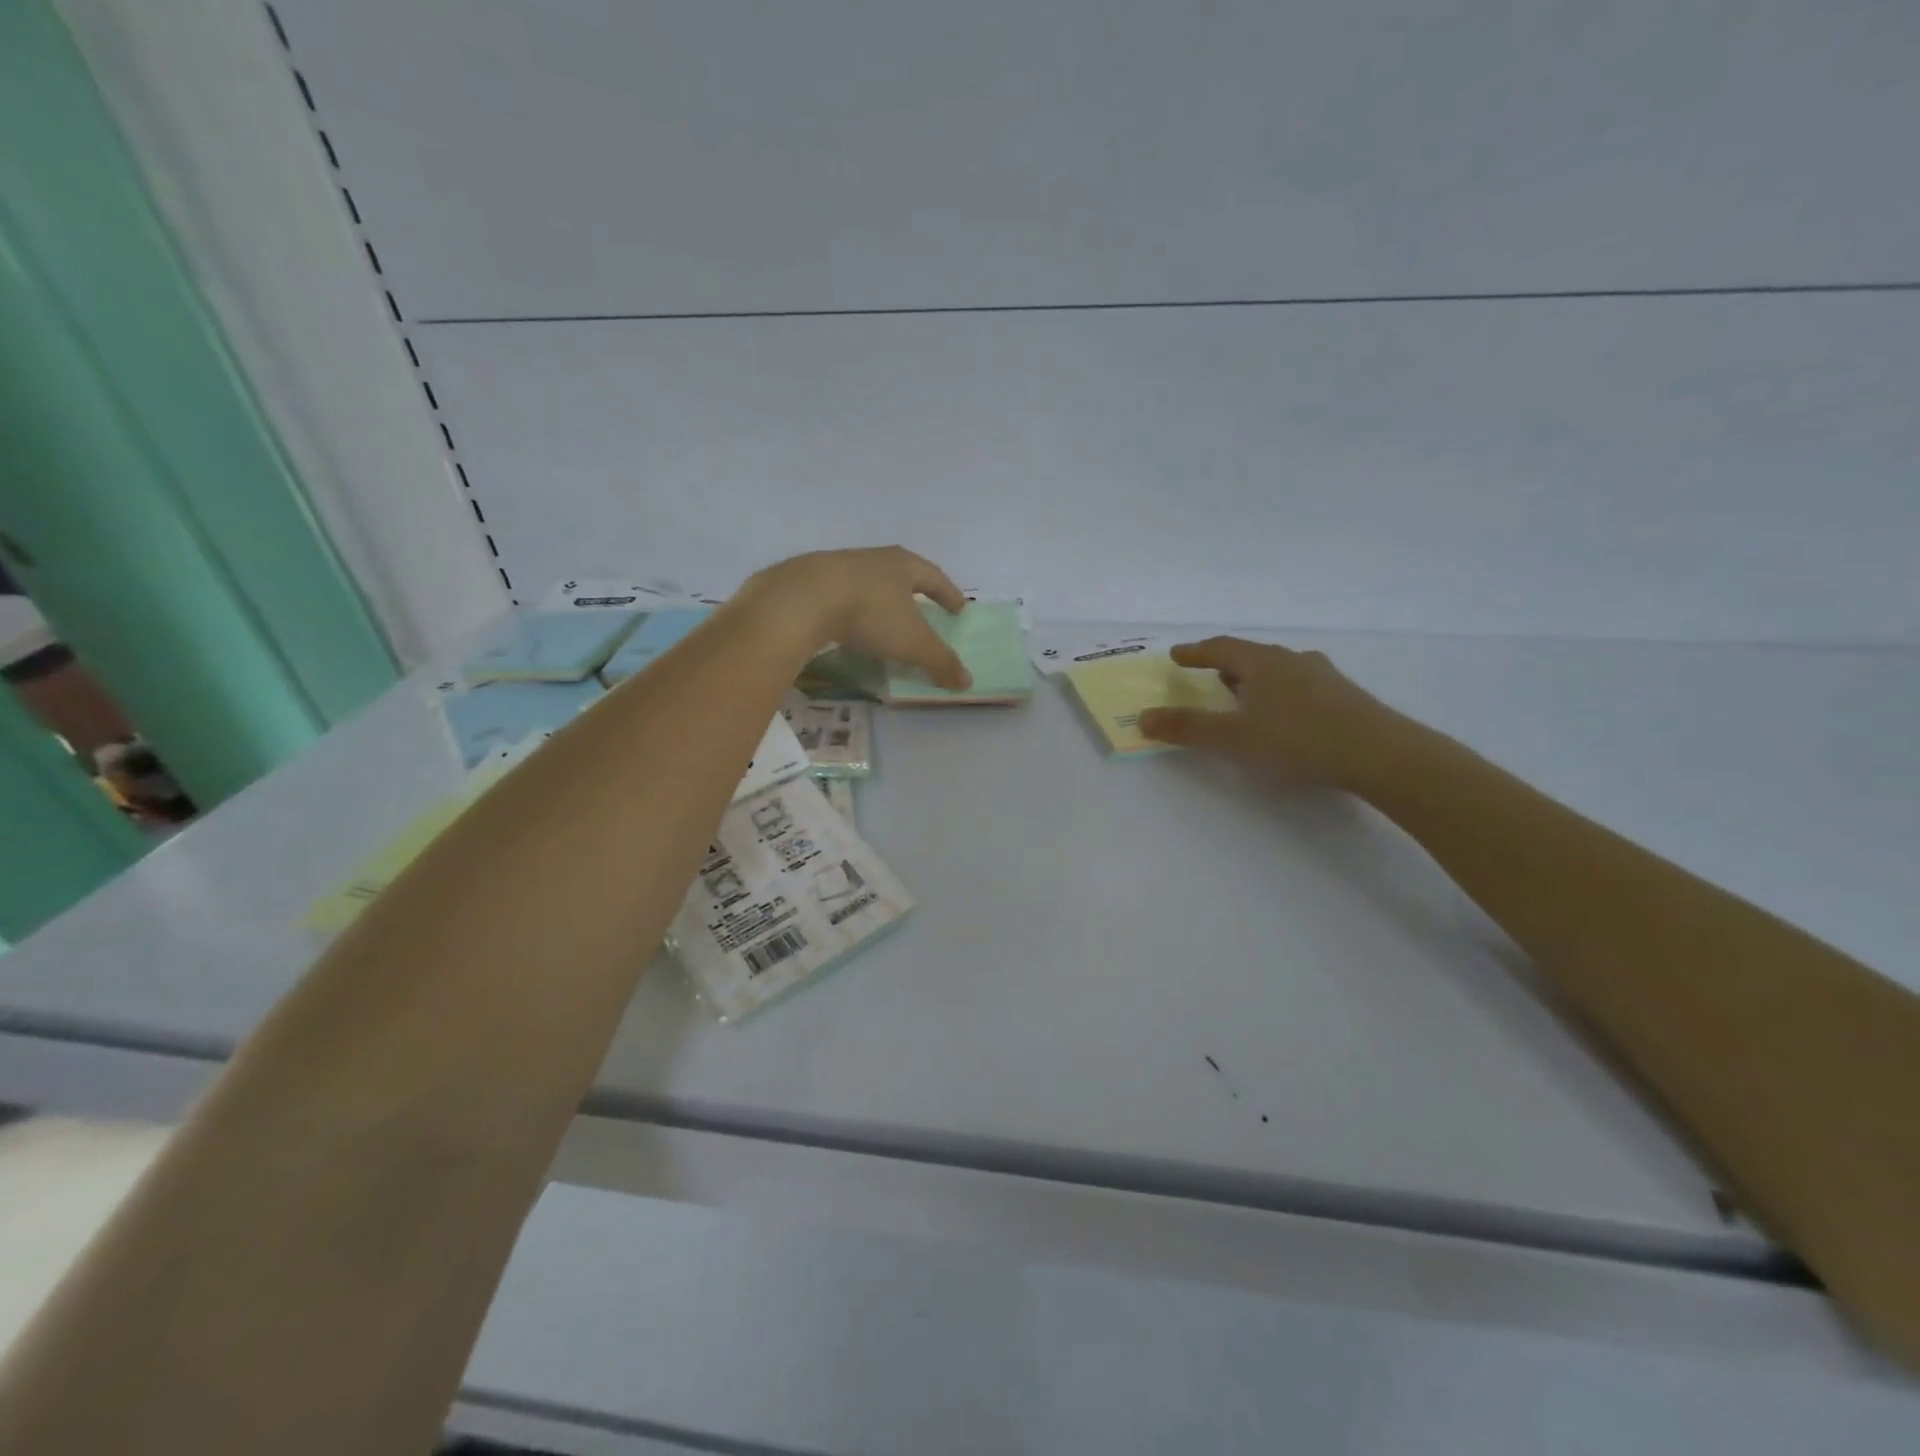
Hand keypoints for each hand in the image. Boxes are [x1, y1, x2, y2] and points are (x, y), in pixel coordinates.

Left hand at [742, 547, 971, 689]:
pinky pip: (838, 595)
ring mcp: (837, 567)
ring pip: (867, 582)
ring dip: (878, 599)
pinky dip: (848, 609)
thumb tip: (967, 681)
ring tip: (883, 619)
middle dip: (913, 592)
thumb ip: (940, 661)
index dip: (948, 594)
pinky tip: (845, 625)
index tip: (959, 608)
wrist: (801, 599)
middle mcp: (872, 558)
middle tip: (923, 608)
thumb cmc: (870, 614)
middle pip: (900, 573)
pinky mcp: (808, 581)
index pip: (934, 577)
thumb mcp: (912, 643)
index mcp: (902, 565)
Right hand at [1138, 637, 1397, 788]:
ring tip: (1245, 694)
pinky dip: (1281, 692)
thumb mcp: (1234, 738)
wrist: (1380, 754)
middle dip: (1226, 664)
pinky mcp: (1344, 696)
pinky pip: (1300, 685)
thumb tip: (1143, 717)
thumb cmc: (1298, 739)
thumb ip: (1188, 729)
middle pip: (1251, 655)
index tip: (1176, 655)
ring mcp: (1323, 676)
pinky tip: (1286, 714)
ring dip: (1256, 678)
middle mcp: (1292, 660)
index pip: (1220, 648)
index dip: (1196, 652)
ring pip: (1279, 669)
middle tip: (1208, 673)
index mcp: (1262, 663)